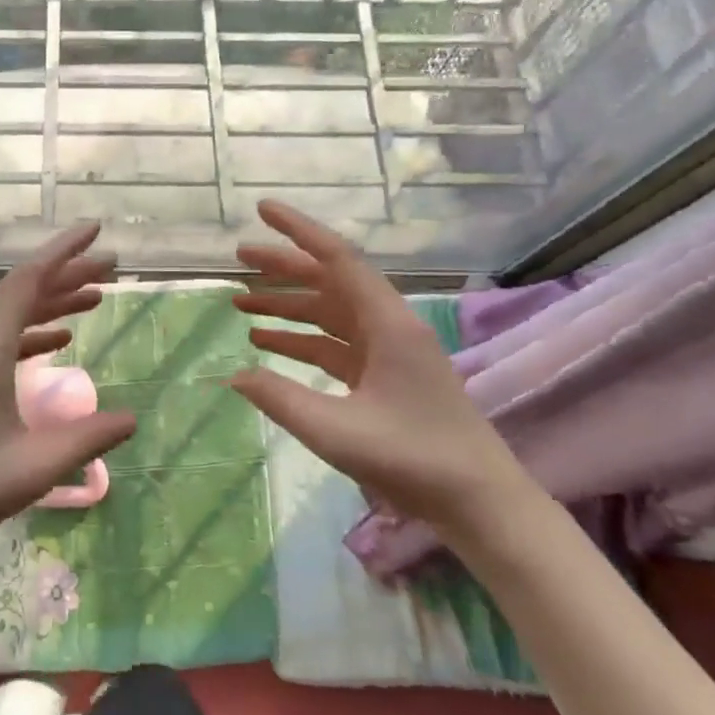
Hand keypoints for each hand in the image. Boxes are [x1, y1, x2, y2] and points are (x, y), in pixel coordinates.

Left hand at [0, 224, 135, 587]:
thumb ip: (87, 439)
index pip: (29, 281)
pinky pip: (1, 344)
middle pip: (23, 294)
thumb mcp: (34, 466)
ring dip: (52, 305)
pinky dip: (32, 336)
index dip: (64, 252)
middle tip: (109, 268)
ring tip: (92, 300)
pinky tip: (57, 345)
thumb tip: (132, 418)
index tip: (95, 231)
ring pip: (12, 319)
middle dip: (67, 276)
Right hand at [228, 200, 531, 532]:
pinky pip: (334, 345)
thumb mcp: (337, 432)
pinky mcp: (384, 377)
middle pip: (329, 281)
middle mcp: (388, 326)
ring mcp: (387, 352)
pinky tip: (267, 345)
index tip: (262, 210)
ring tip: (240, 304)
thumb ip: (281, 399)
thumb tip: (234, 375)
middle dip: (283, 268)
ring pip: (330, 313)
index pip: (337, 258)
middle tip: (238, 258)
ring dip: (288, 306)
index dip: (297, 230)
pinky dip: (301, 340)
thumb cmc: (415, 459)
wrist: (480, 503)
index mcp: (387, 323)